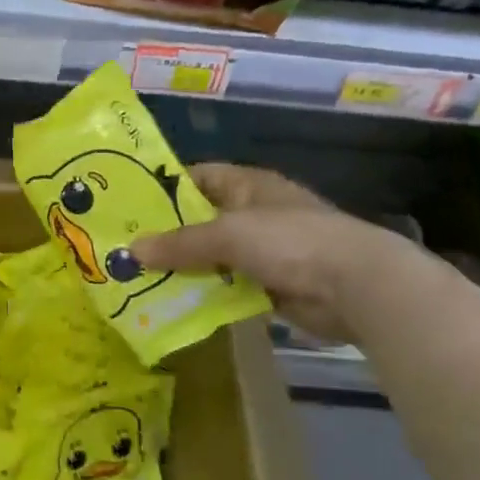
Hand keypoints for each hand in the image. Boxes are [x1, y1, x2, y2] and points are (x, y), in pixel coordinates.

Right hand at [129, 164, 426, 343]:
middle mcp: (254, 213)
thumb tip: (130, 251)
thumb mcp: (226, 235)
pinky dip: (204, 293)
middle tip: (123, 247)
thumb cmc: (290, 241)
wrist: (356, 287)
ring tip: (138, 277)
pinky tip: (172, 301)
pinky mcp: (269, 284)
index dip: (164, 187)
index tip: (128, 205)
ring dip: (183, 267)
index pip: (198, 177)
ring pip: (211, 256)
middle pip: (200, 219)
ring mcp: (263, 250)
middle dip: (166, 234)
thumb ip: (179, 244)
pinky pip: (226, 286)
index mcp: (248, 186)